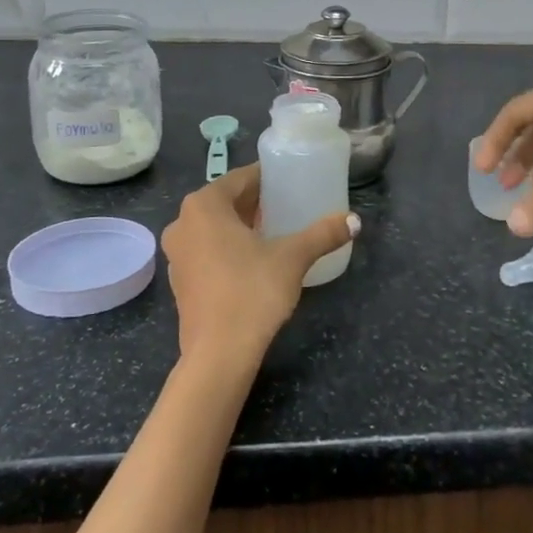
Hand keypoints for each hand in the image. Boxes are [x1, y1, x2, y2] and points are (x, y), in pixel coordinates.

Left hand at [159, 164, 358, 369]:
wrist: (219, 354)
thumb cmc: (252, 291)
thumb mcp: (293, 258)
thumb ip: (323, 234)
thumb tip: (354, 221)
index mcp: (204, 206)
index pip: (240, 178)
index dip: (267, 178)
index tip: (290, 180)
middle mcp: (183, 223)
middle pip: (225, 201)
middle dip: (255, 201)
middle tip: (287, 203)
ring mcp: (177, 254)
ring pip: (214, 226)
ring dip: (241, 224)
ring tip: (274, 228)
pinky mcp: (180, 281)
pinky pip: (207, 249)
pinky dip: (228, 246)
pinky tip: (255, 258)